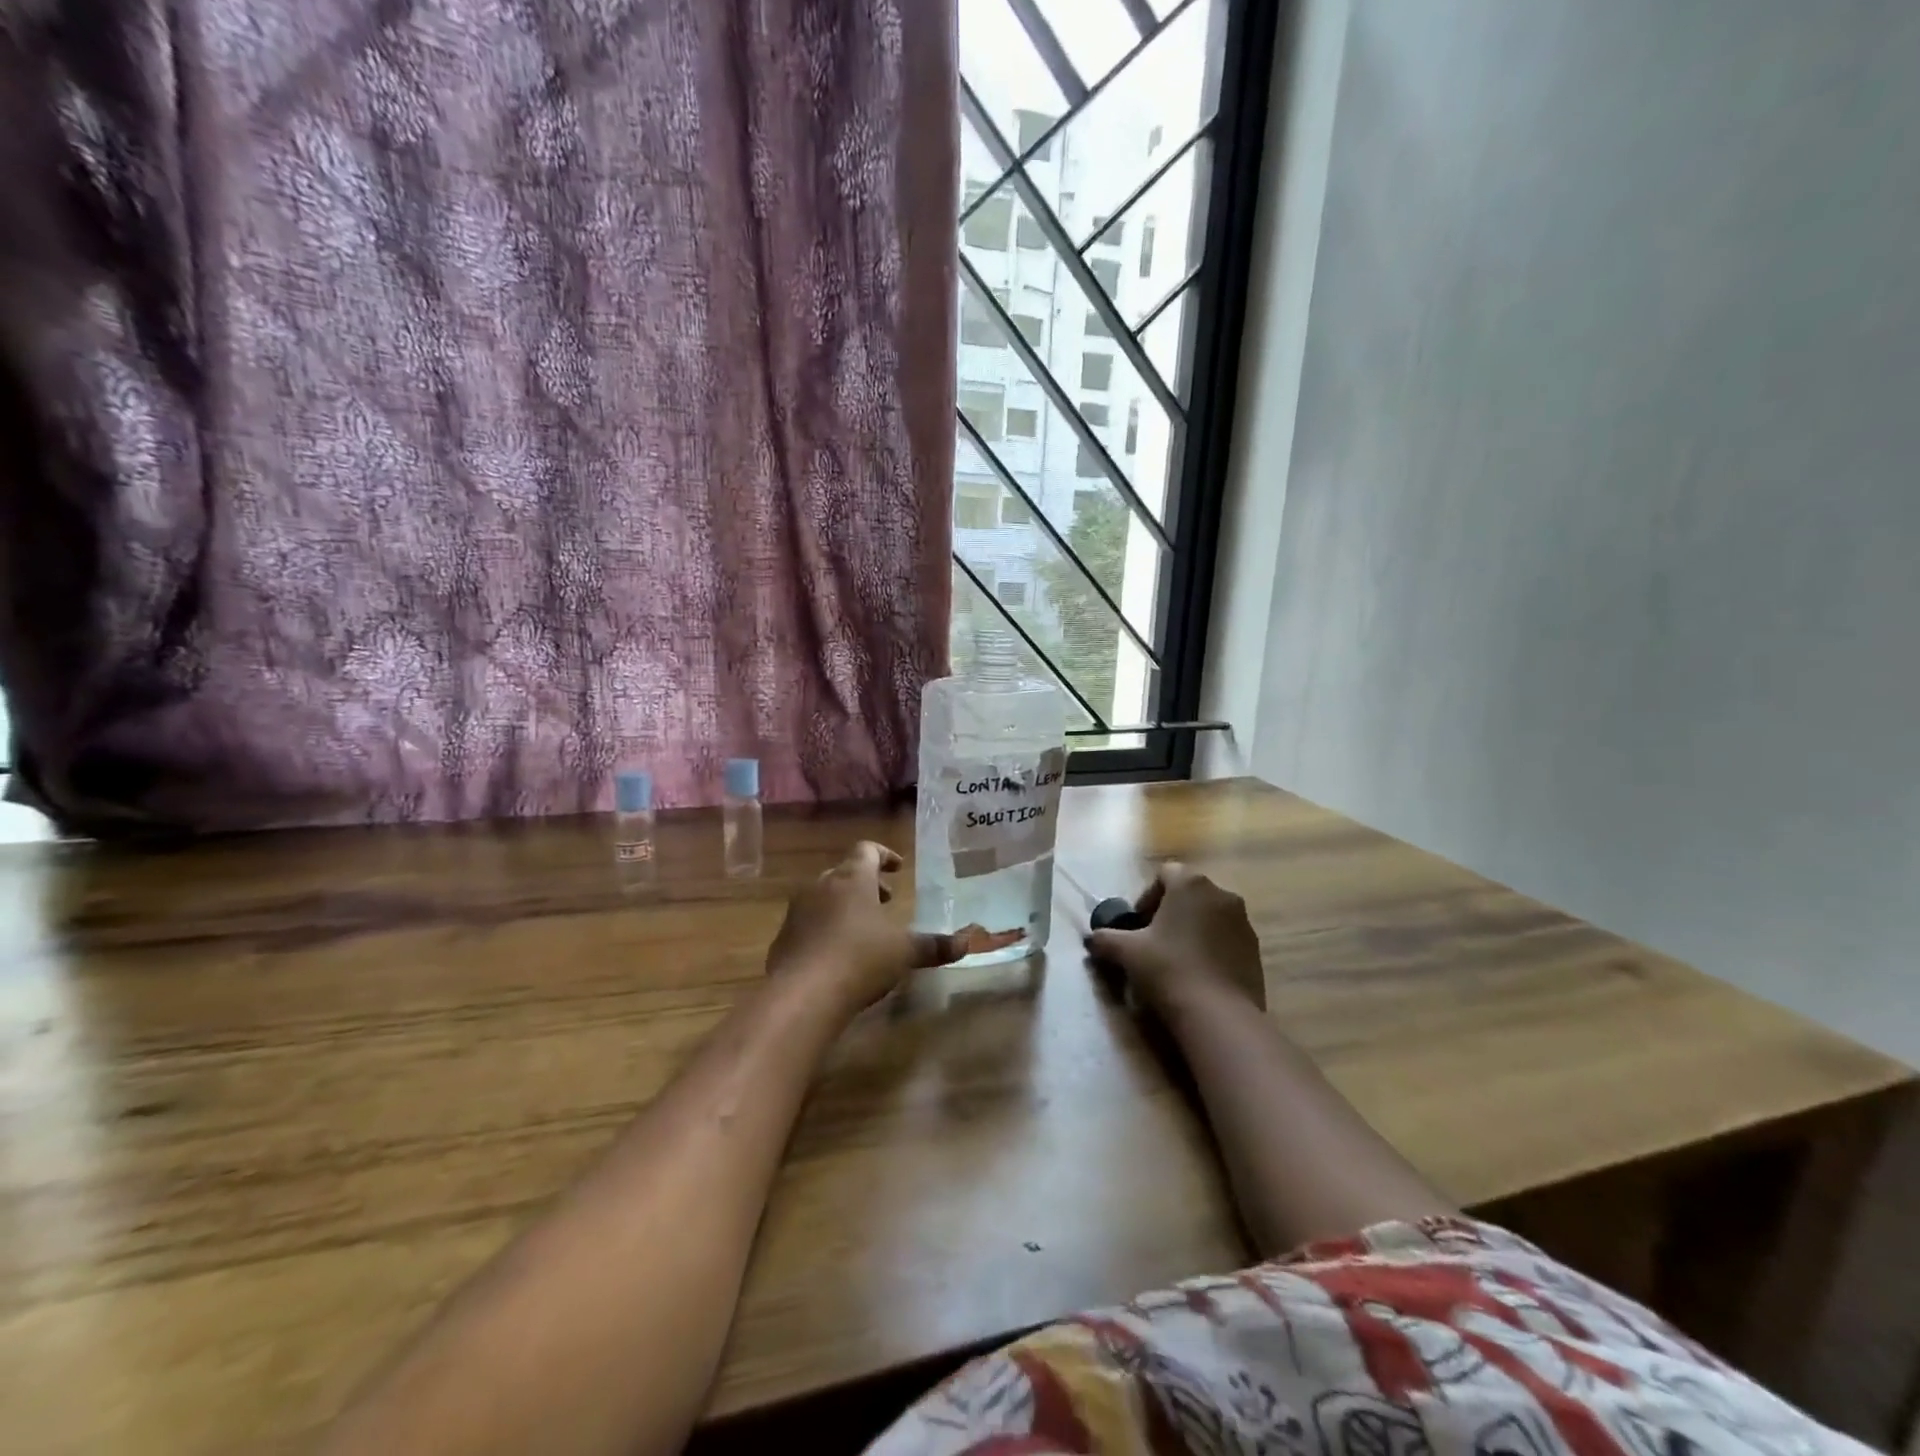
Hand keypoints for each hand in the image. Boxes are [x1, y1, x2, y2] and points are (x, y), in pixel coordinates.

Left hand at [766, 841, 968, 1012]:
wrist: (802, 994)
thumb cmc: (860, 958)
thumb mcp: (905, 952)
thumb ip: (935, 945)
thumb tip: (967, 943)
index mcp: (852, 878)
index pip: (867, 849)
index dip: (884, 855)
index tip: (898, 869)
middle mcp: (822, 885)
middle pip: (845, 873)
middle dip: (866, 884)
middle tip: (886, 901)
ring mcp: (798, 911)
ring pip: (825, 897)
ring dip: (845, 906)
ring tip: (864, 930)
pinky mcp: (783, 938)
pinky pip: (809, 923)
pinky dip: (826, 929)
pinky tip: (838, 955)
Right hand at [1085, 861, 1266, 1013]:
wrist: (1218, 1015)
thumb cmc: (1168, 969)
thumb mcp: (1126, 952)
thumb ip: (1105, 939)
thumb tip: (1092, 939)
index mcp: (1190, 884)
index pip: (1164, 874)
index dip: (1146, 896)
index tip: (1137, 925)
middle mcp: (1222, 894)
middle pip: (1188, 894)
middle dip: (1169, 913)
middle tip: (1152, 941)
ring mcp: (1243, 922)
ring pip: (1209, 916)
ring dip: (1192, 930)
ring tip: (1176, 960)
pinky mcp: (1256, 950)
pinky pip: (1226, 939)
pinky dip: (1211, 948)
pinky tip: (1198, 975)